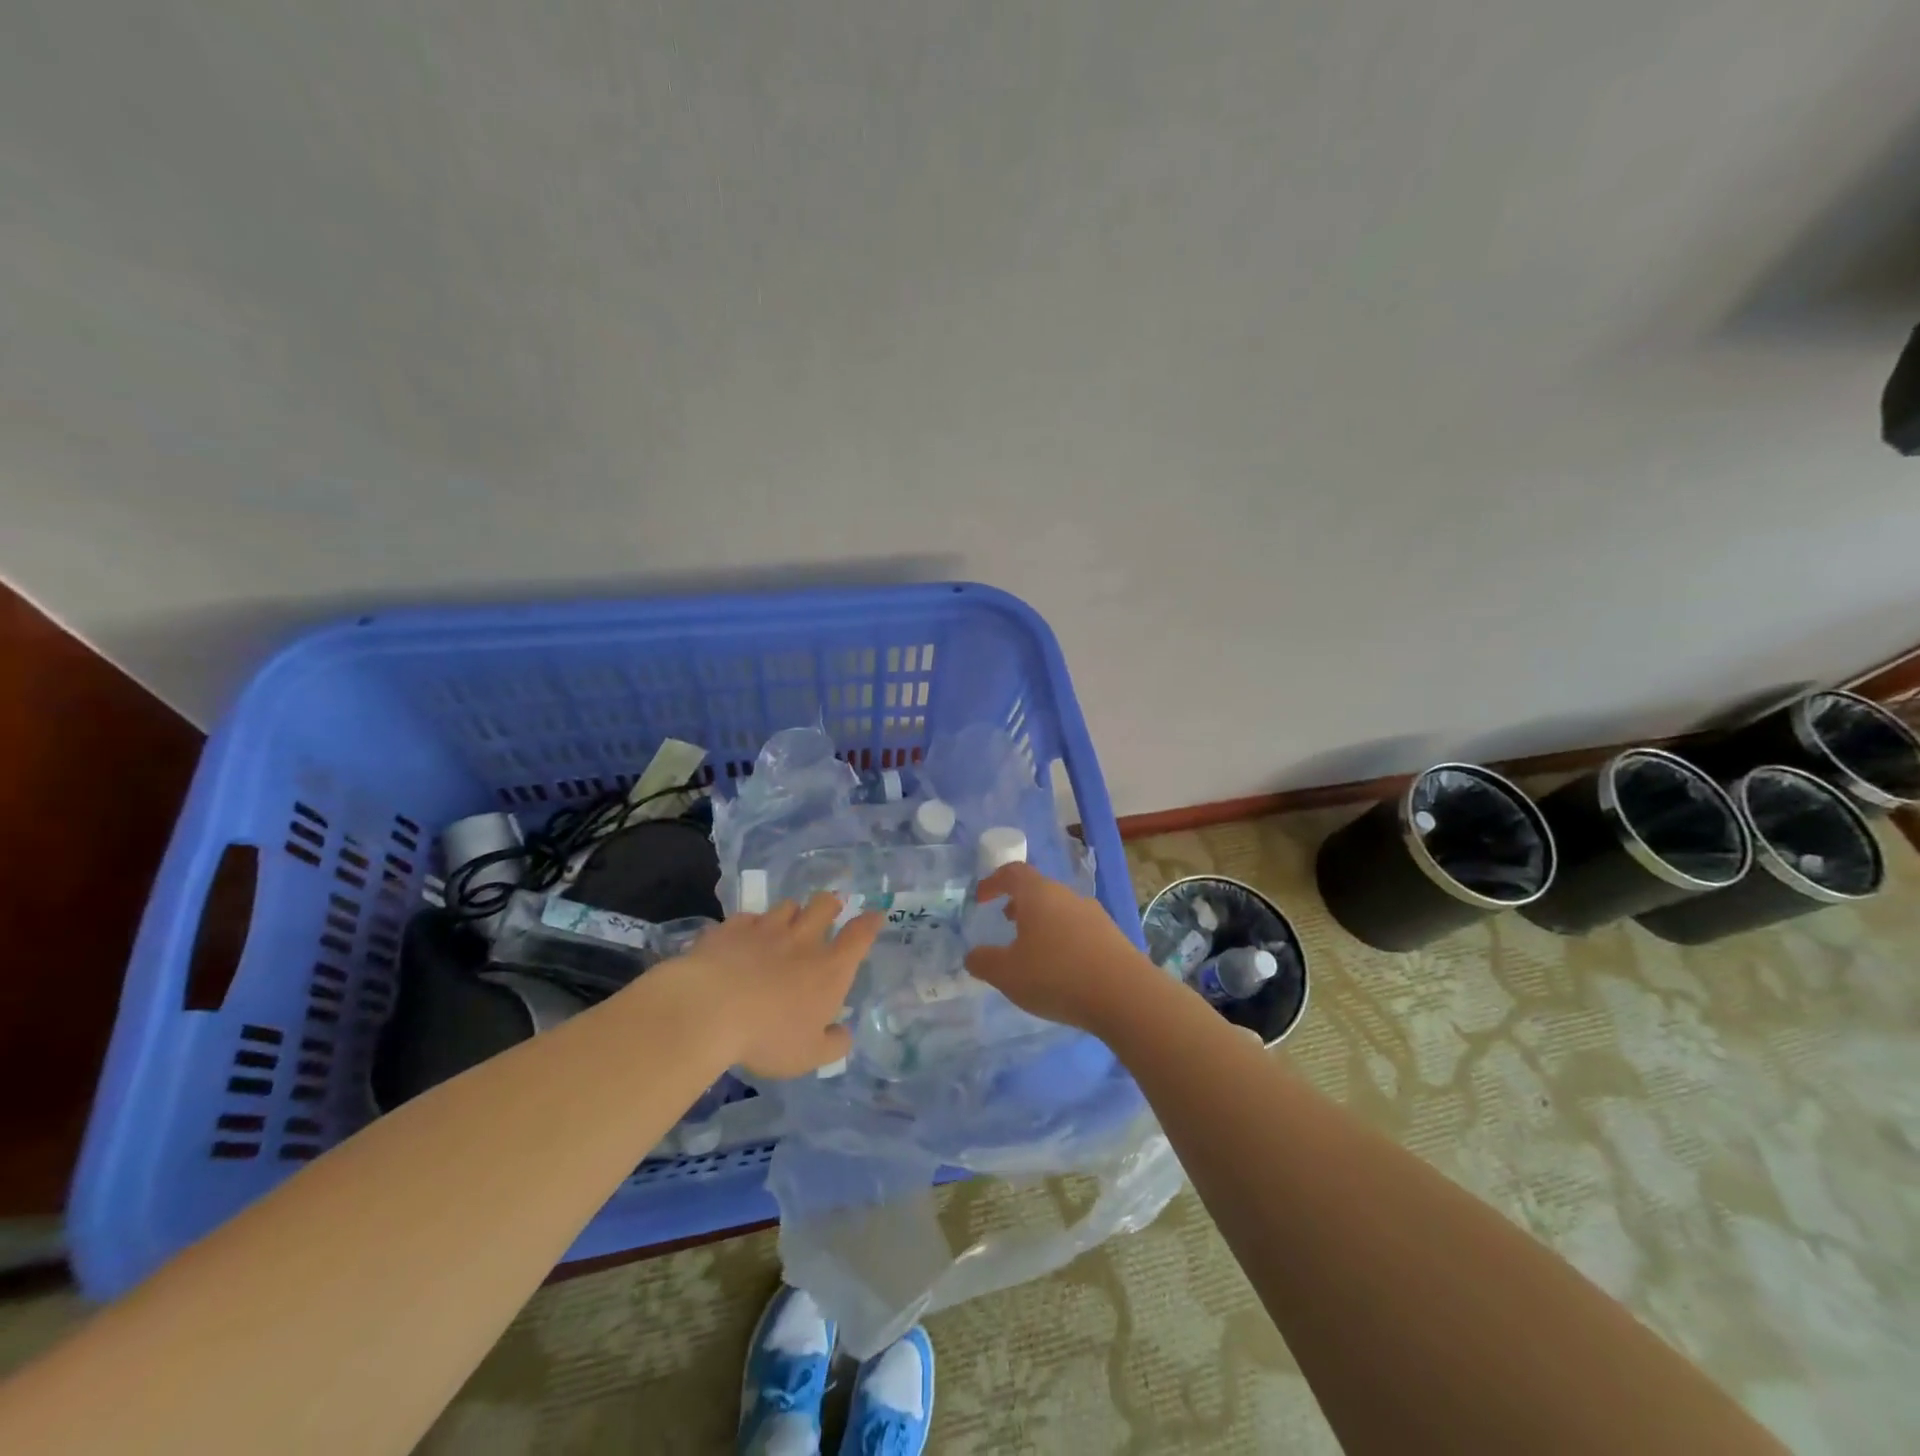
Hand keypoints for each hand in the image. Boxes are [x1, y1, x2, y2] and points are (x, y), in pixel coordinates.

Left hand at [678, 895, 881, 1078]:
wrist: (709, 1010)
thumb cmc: (768, 1036)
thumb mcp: (808, 1056)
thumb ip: (833, 1044)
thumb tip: (843, 1034)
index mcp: (830, 968)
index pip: (859, 935)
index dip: (870, 922)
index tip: (875, 914)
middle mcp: (803, 940)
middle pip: (824, 905)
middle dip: (830, 904)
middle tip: (829, 910)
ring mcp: (766, 929)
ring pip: (787, 906)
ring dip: (791, 912)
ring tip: (785, 924)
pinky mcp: (731, 928)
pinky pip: (748, 917)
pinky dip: (752, 924)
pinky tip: (744, 937)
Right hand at [963, 863, 1157, 1033]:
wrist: (1125, 995)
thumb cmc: (1056, 976)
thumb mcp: (1007, 974)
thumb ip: (984, 962)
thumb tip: (973, 955)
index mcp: (1038, 894)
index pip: (1012, 873)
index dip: (993, 882)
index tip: (981, 898)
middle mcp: (1067, 896)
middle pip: (1038, 889)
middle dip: (1019, 903)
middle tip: (1005, 921)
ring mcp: (1094, 914)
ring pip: (1060, 909)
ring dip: (1042, 922)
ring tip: (1031, 948)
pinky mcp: (1113, 936)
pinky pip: (1079, 929)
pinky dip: (1063, 939)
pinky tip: (1061, 968)